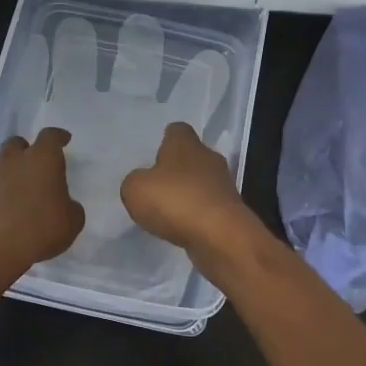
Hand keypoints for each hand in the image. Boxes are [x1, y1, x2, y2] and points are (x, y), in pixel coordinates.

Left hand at [0, 127, 85, 281]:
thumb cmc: (40, 228)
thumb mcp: (72, 222)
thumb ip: (70, 207)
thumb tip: (64, 206)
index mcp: (43, 159)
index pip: (50, 137)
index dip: (58, 137)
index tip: (63, 139)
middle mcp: (14, 160)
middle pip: (18, 143)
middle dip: (26, 150)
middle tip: (35, 164)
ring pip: (0, 163)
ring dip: (9, 171)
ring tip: (18, 189)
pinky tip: (3, 208)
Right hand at [120, 121, 254, 253]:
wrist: (220, 235)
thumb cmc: (175, 201)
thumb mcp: (135, 189)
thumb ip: (135, 181)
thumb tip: (143, 182)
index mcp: (185, 143)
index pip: (177, 130)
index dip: (165, 140)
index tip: (154, 155)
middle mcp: (208, 157)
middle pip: (191, 156)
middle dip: (176, 168)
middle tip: (157, 185)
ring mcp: (223, 184)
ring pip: (201, 182)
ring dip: (187, 193)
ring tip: (167, 210)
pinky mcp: (231, 210)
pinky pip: (208, 206)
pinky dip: (196, 214)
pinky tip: (183, 227)